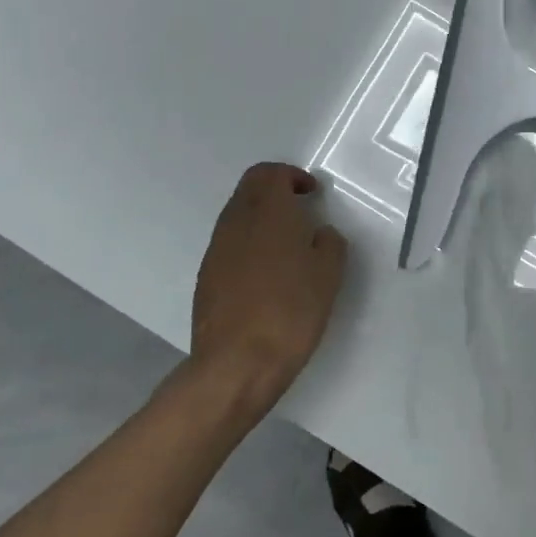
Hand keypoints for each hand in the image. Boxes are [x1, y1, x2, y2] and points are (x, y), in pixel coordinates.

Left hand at [189, 163, 347, 415]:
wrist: (237, 363)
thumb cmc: (291, 311)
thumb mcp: (329, 274)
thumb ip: (329, 243)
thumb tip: (319, 233)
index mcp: (268, 212)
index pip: (270, 173)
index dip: (292, 176)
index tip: (311, 193)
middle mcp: (236, 221)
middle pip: (249, 188)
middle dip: (274, 191)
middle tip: (300, 210)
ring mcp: (216, 248)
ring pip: (237, 215)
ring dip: (260, 217)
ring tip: (286, 243)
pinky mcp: (206, 275)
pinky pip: (229, 243)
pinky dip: (249, 243)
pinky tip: (266, 272)